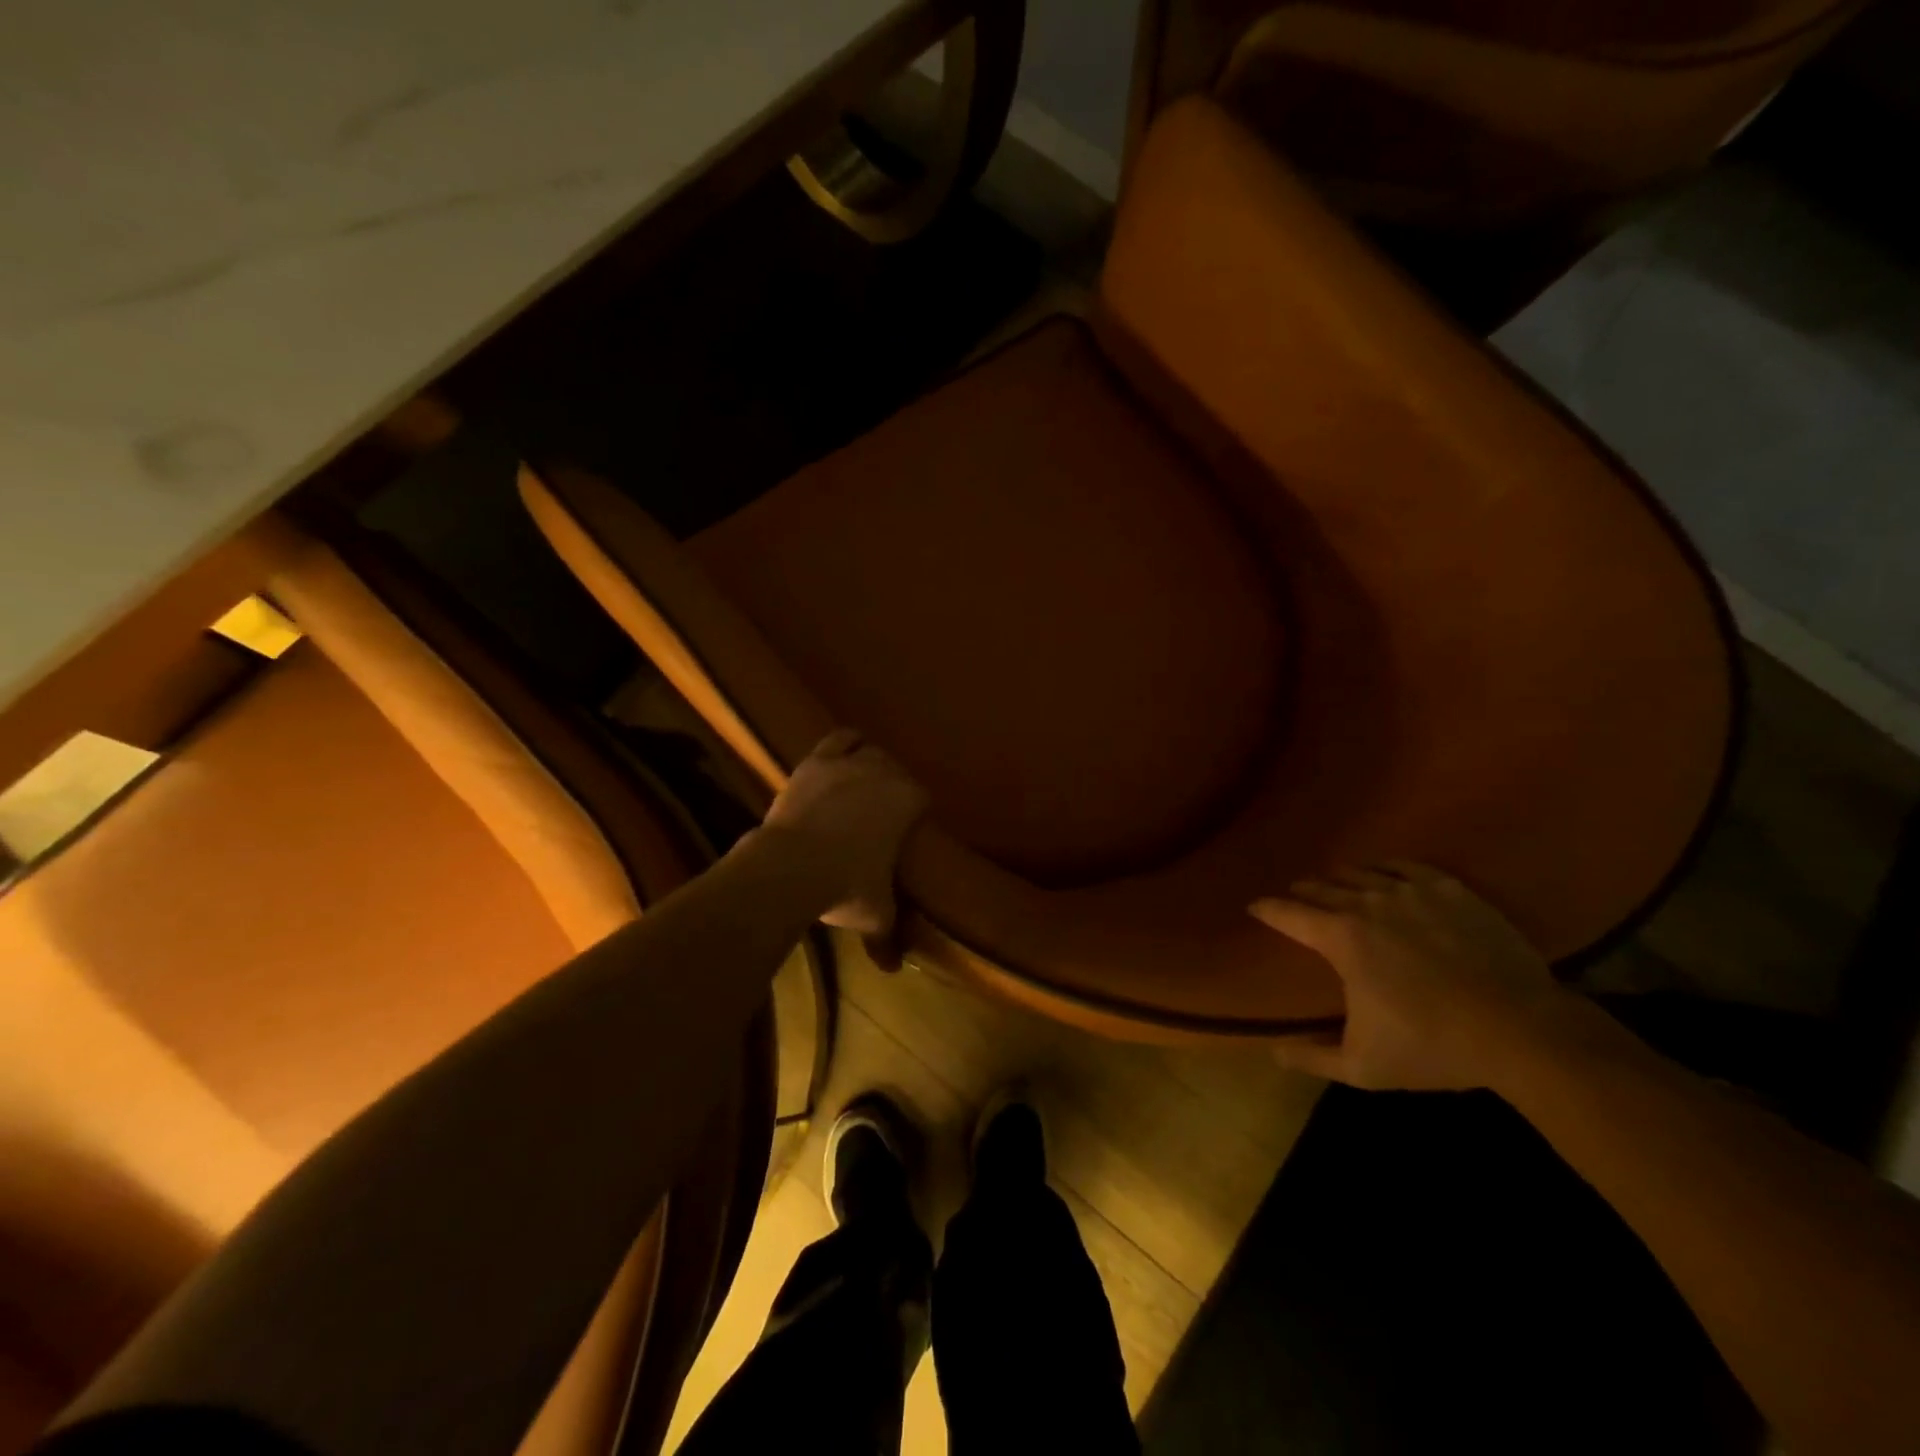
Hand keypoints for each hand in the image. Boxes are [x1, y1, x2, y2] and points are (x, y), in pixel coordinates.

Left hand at [759, 729, 928, 965]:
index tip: (907, 825)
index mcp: (908, 801)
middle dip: (891, 783)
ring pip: (865, 747)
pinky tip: (836, 758)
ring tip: (860, 775)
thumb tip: (892, 968)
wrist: (793, 866)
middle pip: (895, 768)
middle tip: (880, 806)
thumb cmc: (846, 887)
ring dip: (867, 757)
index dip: (915, 809)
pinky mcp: (815, 762)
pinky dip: (841, 746)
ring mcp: (848, 763)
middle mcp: (884, 773)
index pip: (921, 796)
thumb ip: (887, 936)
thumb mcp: (875, 915)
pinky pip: (836, 740)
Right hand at [1250, 863, 1569, 1090]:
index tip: (1254, 907)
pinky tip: (1382, 873)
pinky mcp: (1449, 889)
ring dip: (1339, 879)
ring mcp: (1411, 892)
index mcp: (1341, 938)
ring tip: (1334, 884)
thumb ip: (1312, 1058)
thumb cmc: (1433, 1047)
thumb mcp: (1363, 1067)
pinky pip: (1404, 866)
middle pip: (1321, 887)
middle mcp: (1367, 904)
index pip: (1288, 913)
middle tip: (1295, 898)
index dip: (1266, 909)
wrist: (1522, 1031)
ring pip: (1359, 873)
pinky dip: (1383, 867)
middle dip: (1302, 893)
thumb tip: (1273, 1053)